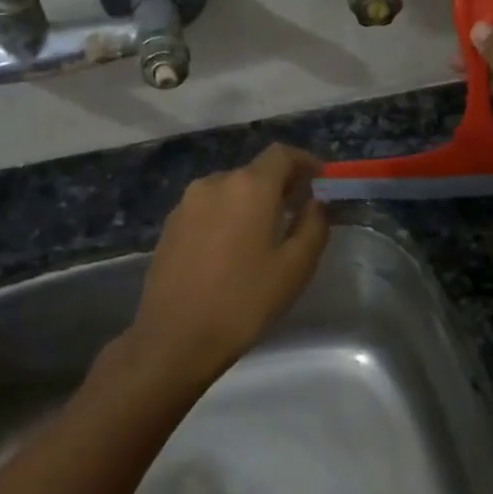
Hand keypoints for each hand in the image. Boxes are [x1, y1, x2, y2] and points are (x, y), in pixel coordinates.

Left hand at [124, 144, 330, 389]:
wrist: (175, 339)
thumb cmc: (244, 301)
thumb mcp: (295, 267)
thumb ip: (313, 226)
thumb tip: (315, 203)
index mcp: (249, 187)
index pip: (282, 154)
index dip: (306, 162)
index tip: (322, 180)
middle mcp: (215, 183)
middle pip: (255, 171)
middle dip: (280, 185)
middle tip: (299, 211)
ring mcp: (187, 204)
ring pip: (230, 190)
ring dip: (252, 202)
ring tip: (267, 233)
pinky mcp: (170, 226)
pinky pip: (209, 208)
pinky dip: (228, 216)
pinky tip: (234, 249)